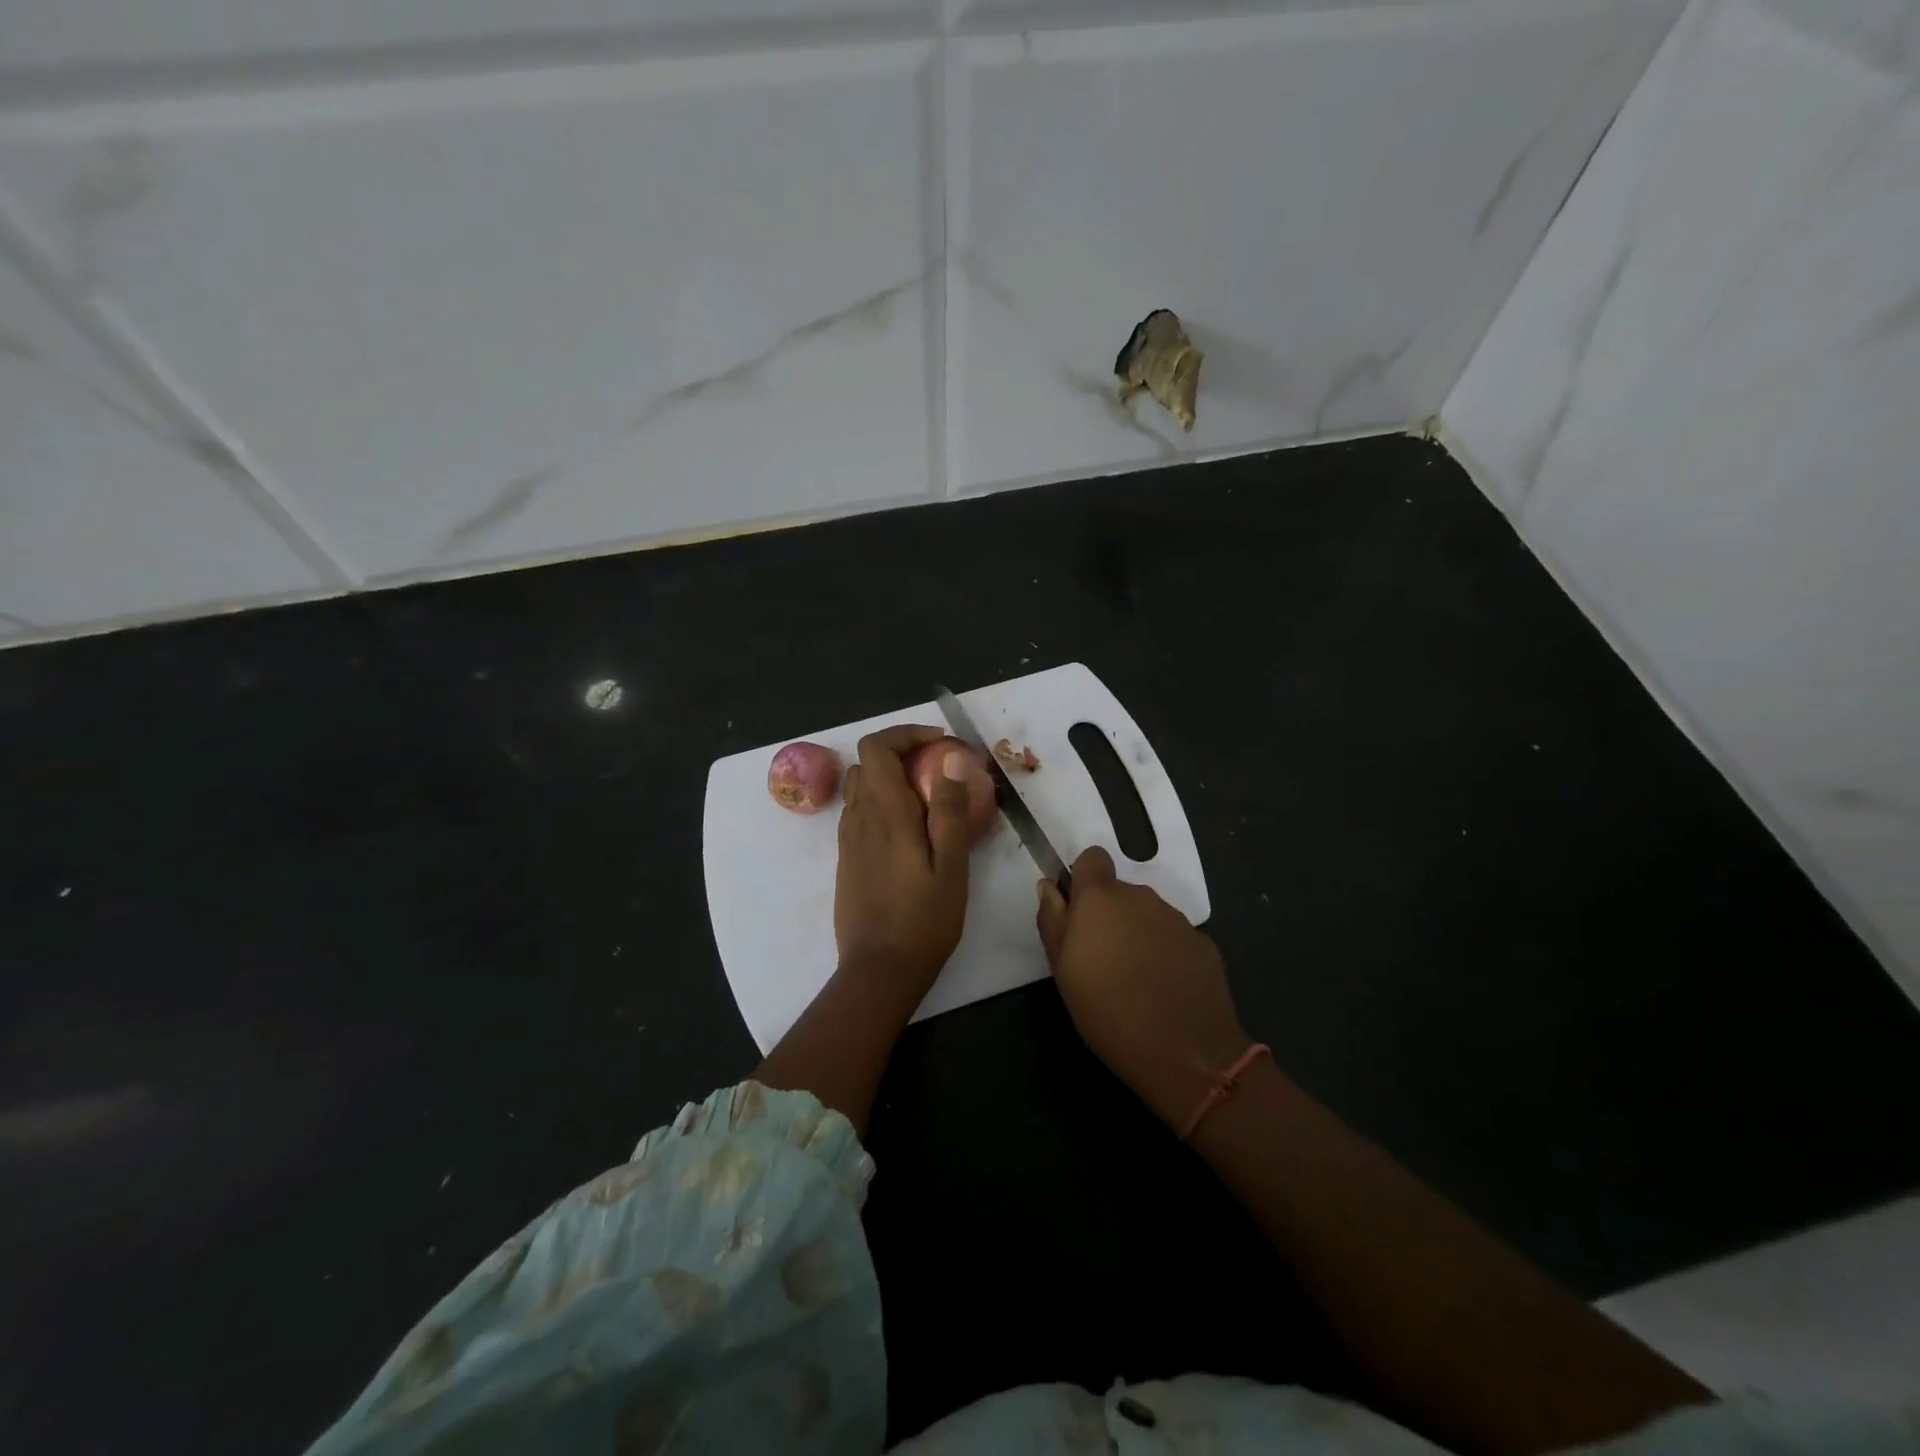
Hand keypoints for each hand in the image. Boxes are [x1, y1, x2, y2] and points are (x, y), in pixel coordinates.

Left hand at [834, 724, 973, 994]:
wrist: (878, 970)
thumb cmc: (923, 920)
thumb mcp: (951, 867)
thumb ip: (949, 811)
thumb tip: (950, 760)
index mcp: (886, 814)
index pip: (876, 748)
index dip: (905, 734)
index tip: (939, 743)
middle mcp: (859, 818)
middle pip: (867, 762)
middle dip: (901, 752)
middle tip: (939, 767)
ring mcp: (848, 839)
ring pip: (861, 787)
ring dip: (890, 777)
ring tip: (927, 796)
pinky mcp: (846, 859)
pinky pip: (859, 812)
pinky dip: (881, 802)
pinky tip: (909, 829)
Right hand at [1037, 846, 1250, 1129]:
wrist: (1186, 1052)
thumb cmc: (1107, 1011)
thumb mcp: (1062, 971)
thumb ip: (1053, 921)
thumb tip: (1049, 887)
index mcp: (1100, 898)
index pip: (1093, 857)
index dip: (1084, 878)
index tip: (1079, 910)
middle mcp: (1141, 896)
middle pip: (1120, 892)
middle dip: (1110, 916)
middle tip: (1102, 960)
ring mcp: (1176, 919)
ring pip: (1148, 916)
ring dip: (1138, 935)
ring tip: (1134, 981)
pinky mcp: (1203, 944)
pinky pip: (1175, 939)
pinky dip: (1167, 955)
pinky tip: (1164, 991)